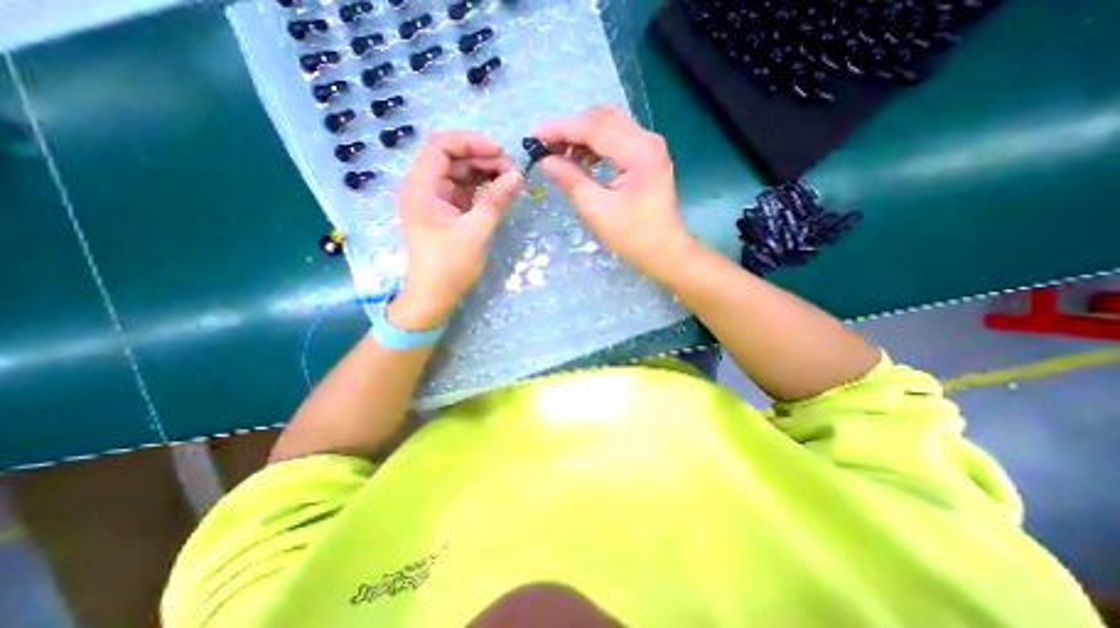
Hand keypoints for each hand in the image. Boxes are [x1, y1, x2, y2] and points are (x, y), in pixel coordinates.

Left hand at [390, 131, 522, 331]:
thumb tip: (518, 175)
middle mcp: (424, 188)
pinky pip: (464, 189)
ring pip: (460, 172)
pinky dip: (481, 187)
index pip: (440, 146)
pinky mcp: (446, 211)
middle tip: (511, 170)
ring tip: (510, 180)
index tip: (500, 152)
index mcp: (421, 189)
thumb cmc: (450, 266)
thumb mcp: (475, 232)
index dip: (470, 142)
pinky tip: (499, 190)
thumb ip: (495, 201)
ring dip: (484, 172)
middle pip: (452, 157)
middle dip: (482, 158)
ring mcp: (435, 199)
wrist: (434, 295)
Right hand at [532, 105, 691, 275]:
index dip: (560, 129)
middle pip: (601, 119)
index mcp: (639, 152)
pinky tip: (582, 160)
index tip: (533, 136)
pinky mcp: (647, 156)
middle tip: (545, 148)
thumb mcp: (596, 210)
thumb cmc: (633, 236)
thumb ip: (570, 179)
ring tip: (560, 156)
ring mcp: (649, 146)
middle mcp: (647, 139)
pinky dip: (595, 145)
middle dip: (570, 129)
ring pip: (608, 125)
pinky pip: (616, 139)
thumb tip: (544, 159)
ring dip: (582, 136)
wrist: (665, 252)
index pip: (593, 127)